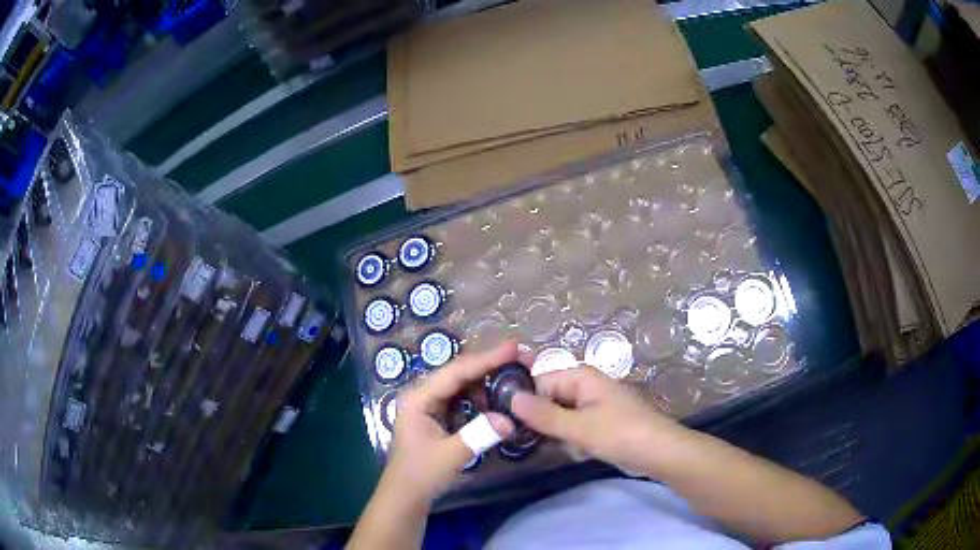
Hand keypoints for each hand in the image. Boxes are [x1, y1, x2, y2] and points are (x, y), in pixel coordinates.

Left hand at [382, 341, 517, 504]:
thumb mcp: (450, 456)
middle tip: (523, 358)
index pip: (456, 371)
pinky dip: (483, 394)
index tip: (514, 348)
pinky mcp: (439, 415)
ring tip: (517, 373)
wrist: (406, 495)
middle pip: (460, 372)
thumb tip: (509, 419)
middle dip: (491, 364)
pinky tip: (500, 395)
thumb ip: (478, 435)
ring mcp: (430, 404)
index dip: (486, 359)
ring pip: (463, 383)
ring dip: (488, 378)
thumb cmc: (421, 474)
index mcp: (419, 398)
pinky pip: (463, 397)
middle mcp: (423, 394)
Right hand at [511, 365, 681, 472]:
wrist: (660, 452)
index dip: (522, 403)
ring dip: (554, 433)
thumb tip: (510, 398)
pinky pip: (573, 425)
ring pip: (559, 415)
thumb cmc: (621, 434)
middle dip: (539, 421)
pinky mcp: (599, 421)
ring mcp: (593, 403)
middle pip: (548, 399)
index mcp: (580, 376)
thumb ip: (543, 415)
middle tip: (525, 441)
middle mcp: (585, 384)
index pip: (538, 382)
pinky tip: (571, 451)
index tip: (507, 426)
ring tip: (552, 447)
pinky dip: (569, 438)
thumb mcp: (578, 427)